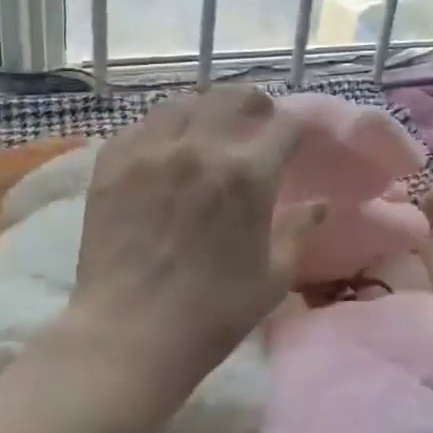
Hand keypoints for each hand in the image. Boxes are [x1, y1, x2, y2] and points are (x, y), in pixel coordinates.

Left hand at [66, 88, 323, 398]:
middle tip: (259, 116)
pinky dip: (162, 126)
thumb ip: (298, 231)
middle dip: (254, 102)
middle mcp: (201, 147)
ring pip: (184, 103)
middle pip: (233, 98)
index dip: (299, 127)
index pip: (286, 126)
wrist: (130, 335)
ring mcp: (151, 151)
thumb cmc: (214, 313)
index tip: (300, 137)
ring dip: (207, 107)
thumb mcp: (273, 276)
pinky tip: (165, 144)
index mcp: (249, 174)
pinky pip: (141, 125)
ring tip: (210, 124)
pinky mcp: (112, 164)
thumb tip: (319, 205)